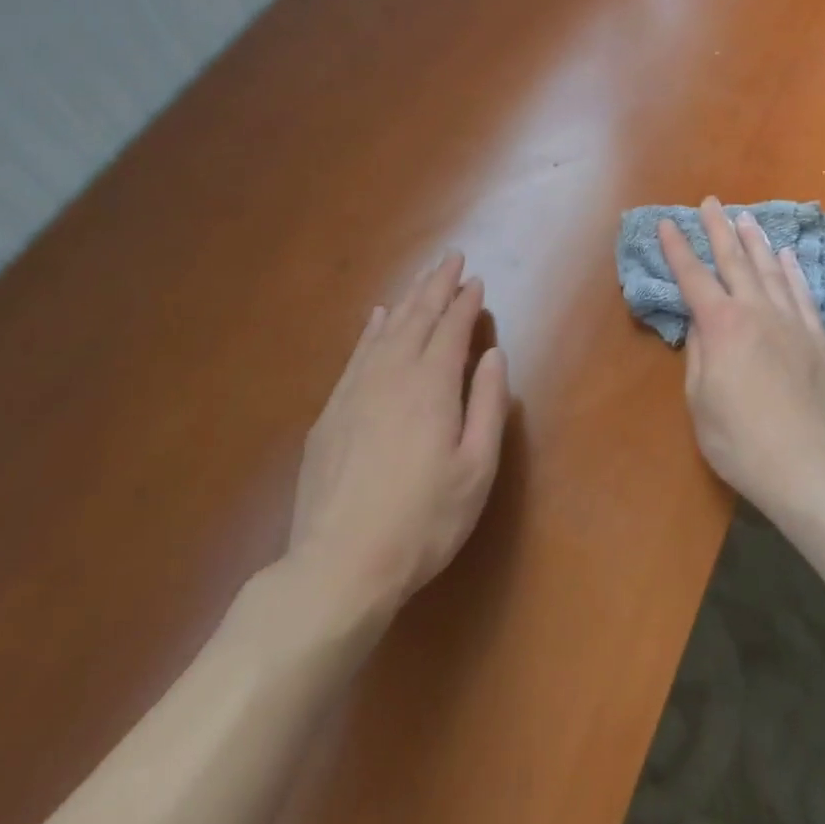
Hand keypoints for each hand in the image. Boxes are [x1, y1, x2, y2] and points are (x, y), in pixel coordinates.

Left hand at [285, 252, 509, 616]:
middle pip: (417, 317)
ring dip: (407, 300)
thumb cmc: (424, 520)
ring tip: (421, 280)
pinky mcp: (331, 412)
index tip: (476, 280)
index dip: (465, 301)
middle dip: (436, 285)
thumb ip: (488, 404)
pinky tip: (376, 319)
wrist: (339, 565)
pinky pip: (356, 353)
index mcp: (431, 384)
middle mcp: (392, 373)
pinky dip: (371, 329)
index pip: (452, 327)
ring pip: (386, 329)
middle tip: (451, 258)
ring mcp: (355, 390)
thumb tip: (492, 354)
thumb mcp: (476, 468)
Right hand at [658, 198, 824, 513]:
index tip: (667, 223)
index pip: (693, 278)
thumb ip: (700, 354)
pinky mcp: (819, 339)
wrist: (810, 466)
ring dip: (756, 242)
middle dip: (719, 229)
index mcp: (722, 326)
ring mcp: (792, 322)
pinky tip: (788, 256)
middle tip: (711, 202)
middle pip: (734, 261)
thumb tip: (701, 321)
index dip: (677, 249)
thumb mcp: (701, 401)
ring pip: (772, 270)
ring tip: (746, 218)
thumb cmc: (741, 440)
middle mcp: (756, 312)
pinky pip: (803, 294)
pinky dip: (794, 271)